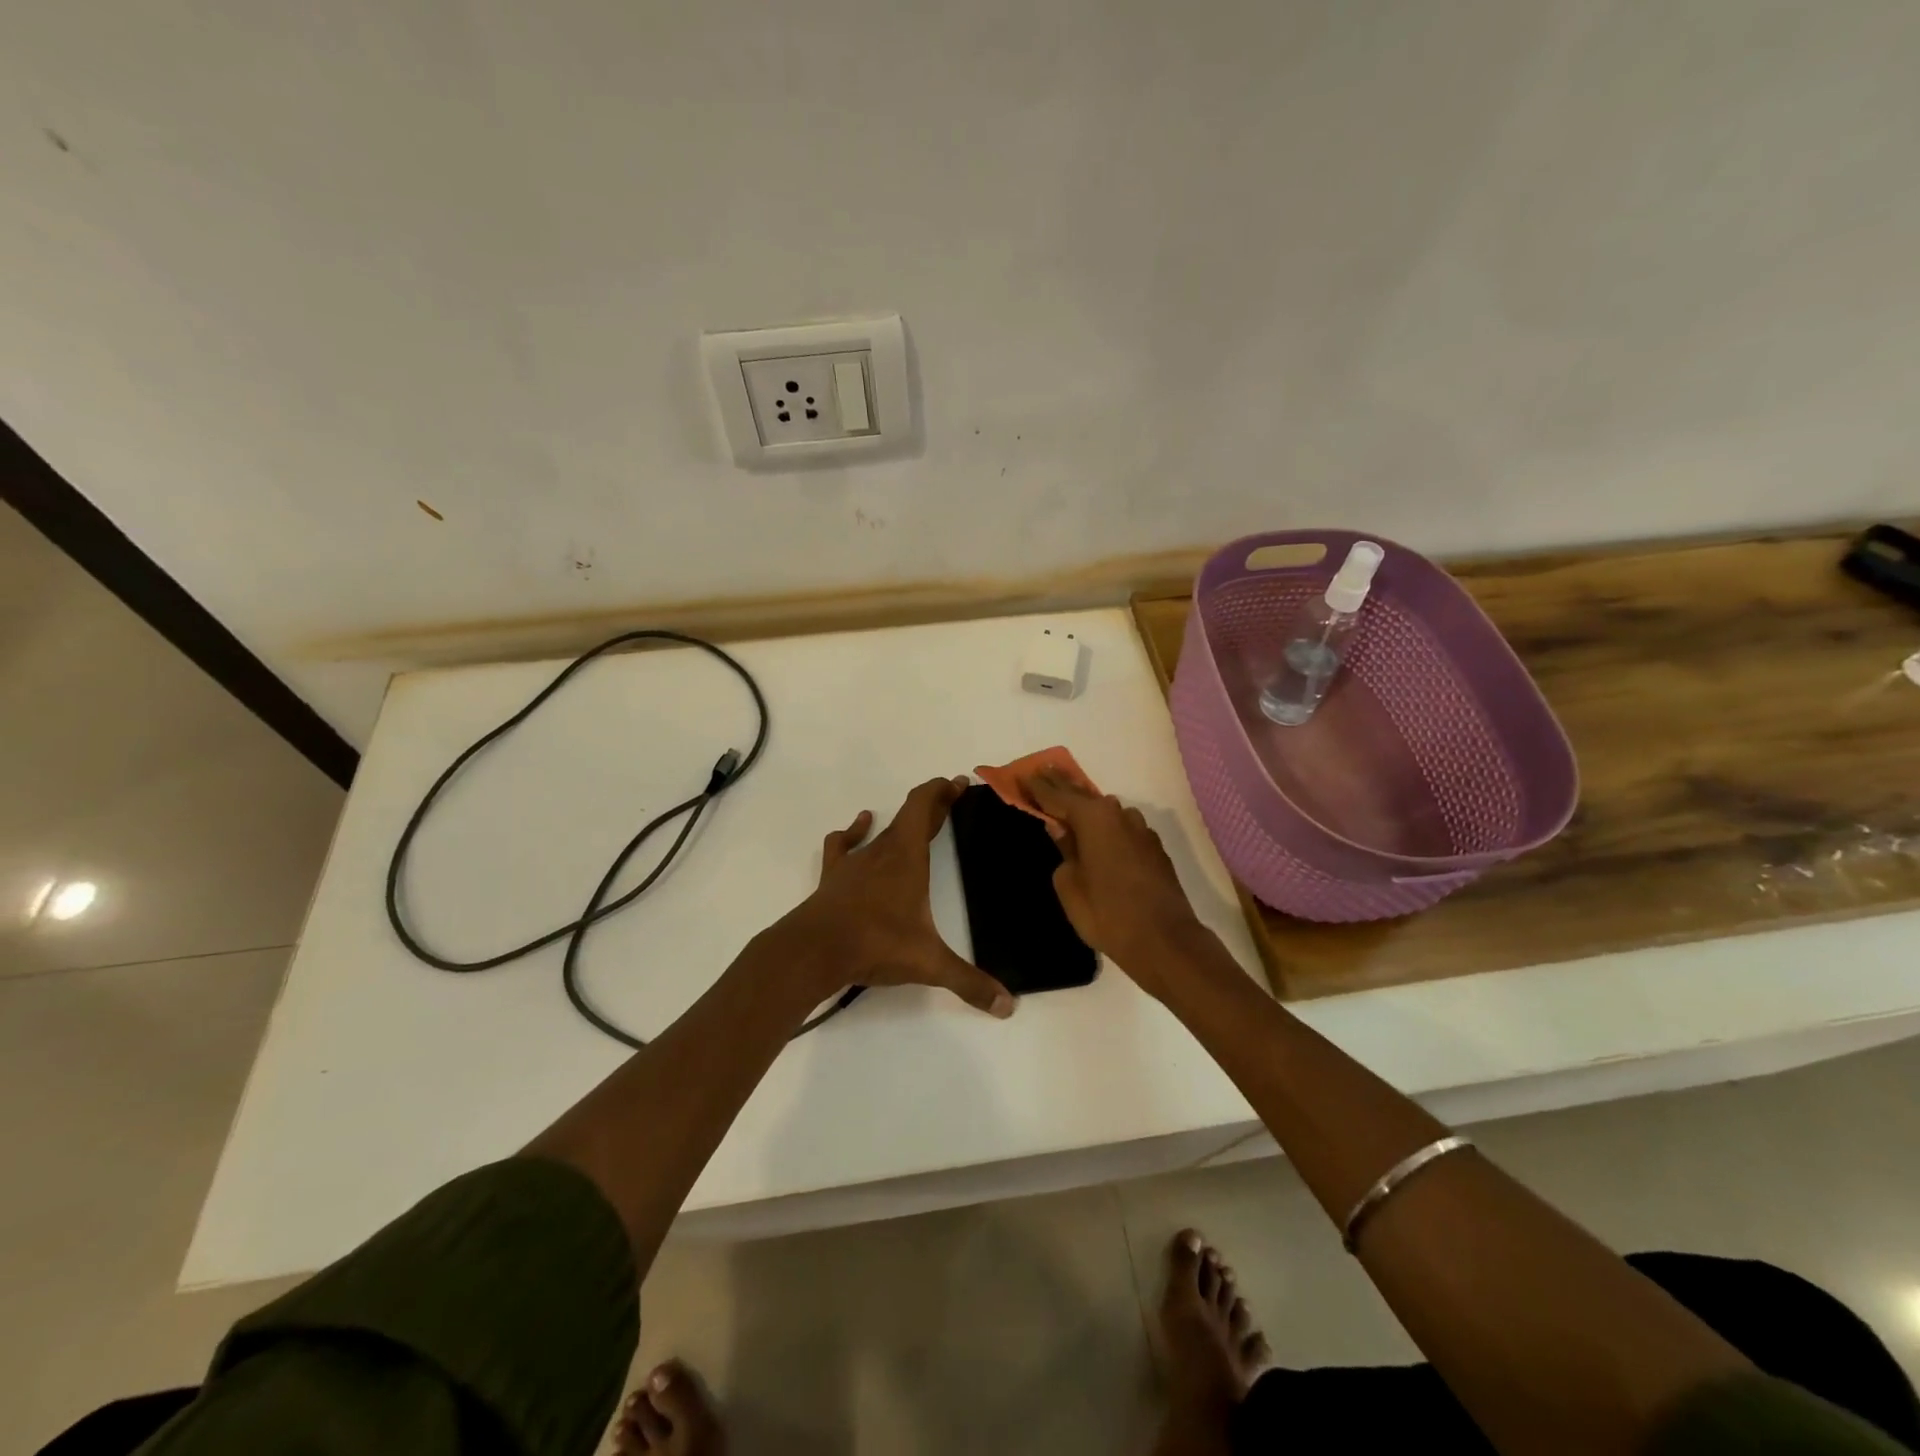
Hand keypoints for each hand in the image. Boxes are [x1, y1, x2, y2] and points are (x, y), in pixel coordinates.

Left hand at [765, 776, 1015, 1018]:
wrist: (813, 950)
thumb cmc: (875, 944)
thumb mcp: (928, 964)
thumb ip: (969, 982)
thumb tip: (1008, 1006)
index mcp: (908, 858)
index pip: (924, 807)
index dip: (940, 791)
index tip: (957, 783)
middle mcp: (882, 851)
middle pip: (909, 816)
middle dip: (933, 805)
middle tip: (951, 796)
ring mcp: (854, 863)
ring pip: (882, 831)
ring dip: (901, 822)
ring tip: (917, 819)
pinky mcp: (834, 877)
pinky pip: (843, 844)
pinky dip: (853, 832)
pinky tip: (860, 824)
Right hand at [1028, 773, 1208, 996]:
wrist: (1163, 940)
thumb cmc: (1106, 913)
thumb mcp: (1069, 884)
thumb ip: (1064, 850)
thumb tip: (1062, 830)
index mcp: (1093, 818)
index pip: (1057, 795)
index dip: (1038, 787)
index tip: (1022, 776)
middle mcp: (1119, 815)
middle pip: (1083, 795)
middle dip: (1062, 785)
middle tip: (1043, 772)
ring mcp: (1141, 830)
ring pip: (1107, 811)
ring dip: (1088, 806)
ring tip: (1070, 804)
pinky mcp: (1154, 849)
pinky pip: (1123, 828)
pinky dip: (1107, 827)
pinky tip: (1100, 835)